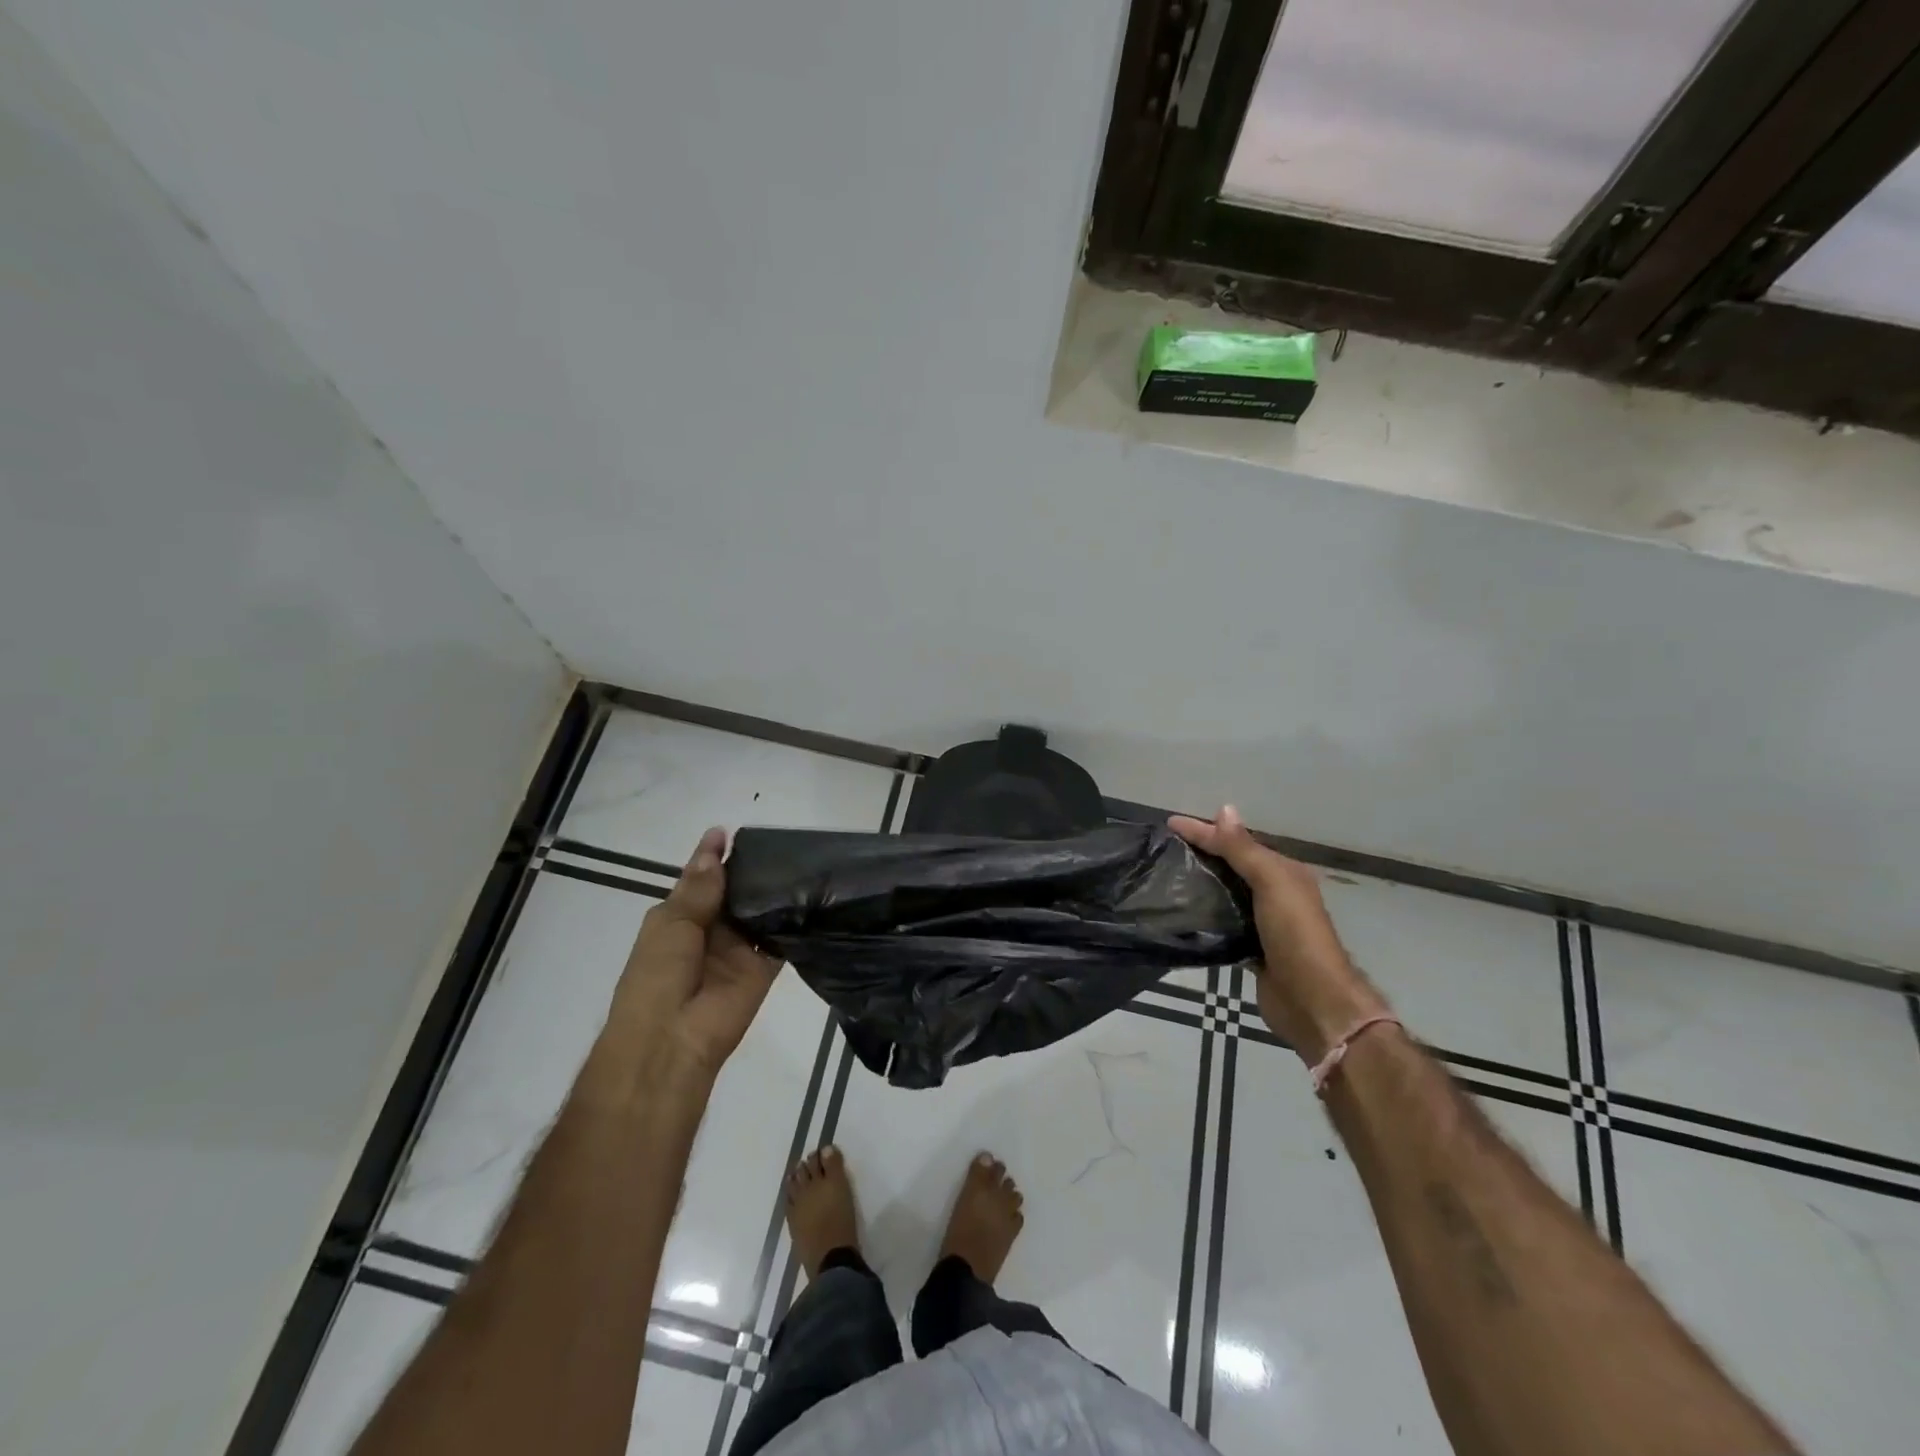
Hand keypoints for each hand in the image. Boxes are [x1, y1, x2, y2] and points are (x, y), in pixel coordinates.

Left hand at [591, 827, 780, 1097]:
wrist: (670, 1041)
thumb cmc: (657, 976)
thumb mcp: (672, 923)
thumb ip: (700, 888)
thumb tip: (715, 847)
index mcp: (679, 918)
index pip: (702, 879)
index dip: (715, 856)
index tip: (735, 830)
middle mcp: (710, 930)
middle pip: (735, 893)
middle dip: (752, 872)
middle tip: (782, 841)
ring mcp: (738, 950)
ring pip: (760, 914)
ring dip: (775, 894)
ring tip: (803, 861)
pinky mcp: (764, 968)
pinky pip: (781, 941)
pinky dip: (794, 923)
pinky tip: (814, 896)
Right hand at [1170, 805, 1389, 1063]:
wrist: (1313, 1001)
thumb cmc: (1295, 935)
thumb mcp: (1271, 883)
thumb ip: (1244, 849)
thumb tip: (1224, 809)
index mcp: (1284, 873)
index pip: (1238, 842)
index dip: (1205, 831)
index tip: (1170, 824)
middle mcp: (1275, 894)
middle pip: (1233, 866)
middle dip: (1202, 854)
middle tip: (1164, 849)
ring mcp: (1263, 924)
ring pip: (1227, 894)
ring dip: (1202, 884)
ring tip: (1166, 877)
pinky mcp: (1251, 950)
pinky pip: (1223, 924)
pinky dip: (1205, 915)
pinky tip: (1182, 913)